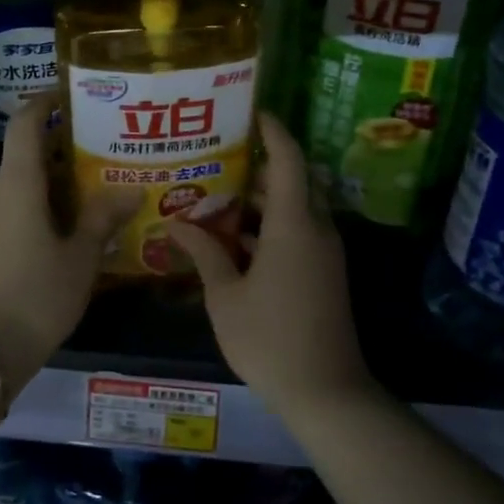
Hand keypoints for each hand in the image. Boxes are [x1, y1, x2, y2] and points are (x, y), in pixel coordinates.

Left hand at [0, 97, 140, 387]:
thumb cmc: (36, 295)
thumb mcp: (80, 257)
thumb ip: (102, 219)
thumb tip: (131, 189)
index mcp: (17, 185)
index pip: (24, 124)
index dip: (43, 101)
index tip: (69, 93)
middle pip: (25, 153)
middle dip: (61, 146)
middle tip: (102, 147)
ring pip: (21, 184)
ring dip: (53, 180)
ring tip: (94, 186)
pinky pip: (14, 208)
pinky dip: (41, 204)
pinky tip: (70, 224)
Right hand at [168, 114, 375, 420]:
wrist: (326, 392)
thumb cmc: (269, 339)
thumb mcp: (226, 296)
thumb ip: (205, 253)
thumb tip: (177, 223)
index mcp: (295, 226)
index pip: (288, 161)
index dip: (274, 132)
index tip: (253, 111)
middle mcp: (317, 230)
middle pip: (294, 182)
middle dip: (262, 167)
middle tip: (222, 157)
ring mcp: (325, 254)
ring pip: (297, 210)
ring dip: (265, 201)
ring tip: (220, 195)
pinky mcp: (325, 275)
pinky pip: (300, 234)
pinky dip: (272, 228)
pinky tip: (236, 241)